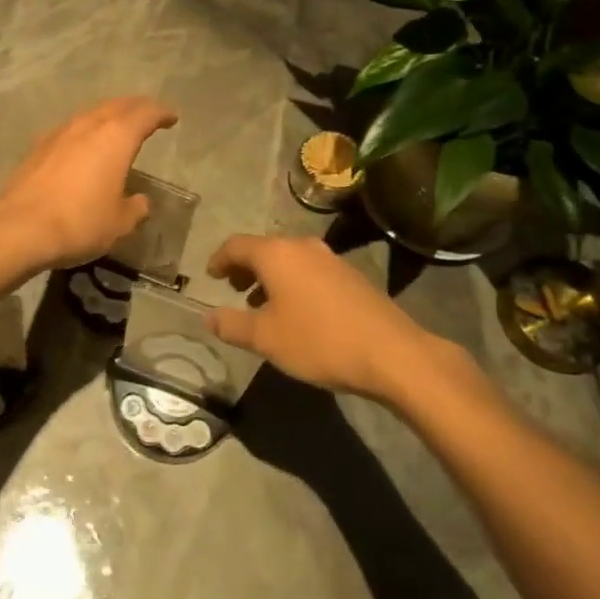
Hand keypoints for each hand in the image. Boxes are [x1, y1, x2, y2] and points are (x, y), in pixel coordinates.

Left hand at [0, 98, 177, 270]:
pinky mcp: (39, 146)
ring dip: (109, 114)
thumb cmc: (80, 222)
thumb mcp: (119, 223)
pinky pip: (71, 127)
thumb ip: (135, 208)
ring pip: (92, 113)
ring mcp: (61, 132)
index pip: (145, 114)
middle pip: (118, 105)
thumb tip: (140, 201)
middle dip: (136, 107)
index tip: (172, 117)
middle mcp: (89, 125)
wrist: (20, 227)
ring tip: (118, 126)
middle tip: (148, 114)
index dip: (161, 113)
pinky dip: (86, 129)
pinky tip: (84, 144)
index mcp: (116, 137)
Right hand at [205, 234, 477, 403]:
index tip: (211, 274)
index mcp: (276, 254)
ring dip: (271, 278)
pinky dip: (294, 283)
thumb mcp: (266, 338)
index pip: (236, 245)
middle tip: (235, 290)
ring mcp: (330, 259)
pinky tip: (298, 313)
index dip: (219, 259)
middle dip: (246, 268)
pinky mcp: (351, 275)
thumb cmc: (319, 340)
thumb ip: (232, 325)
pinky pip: (310, 271)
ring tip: (264, 306)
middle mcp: (302, 246)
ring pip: (289, 260)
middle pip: (264, 249)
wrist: (391, 352)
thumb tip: (208, 317)